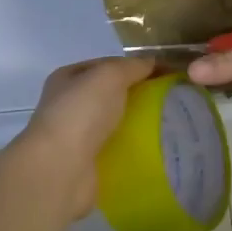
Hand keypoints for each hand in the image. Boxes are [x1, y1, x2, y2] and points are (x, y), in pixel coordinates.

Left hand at [14, 57, 158, 220]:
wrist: (61, 167)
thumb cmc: (81, 112)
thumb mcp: (109, 75)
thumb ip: (132, 66)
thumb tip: (153, 63)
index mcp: (68, 78)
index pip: (107, 65)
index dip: (136, 66)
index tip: (167, 73)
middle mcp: (68, 105)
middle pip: (110, 94)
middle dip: (138, 95)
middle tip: (170, 99)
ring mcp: (75, 136)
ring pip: (113, 123)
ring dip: (136, 123)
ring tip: (168, 124)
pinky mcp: (86, 162)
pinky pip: (115, 149)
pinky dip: (132, 148)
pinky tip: (153, 148)